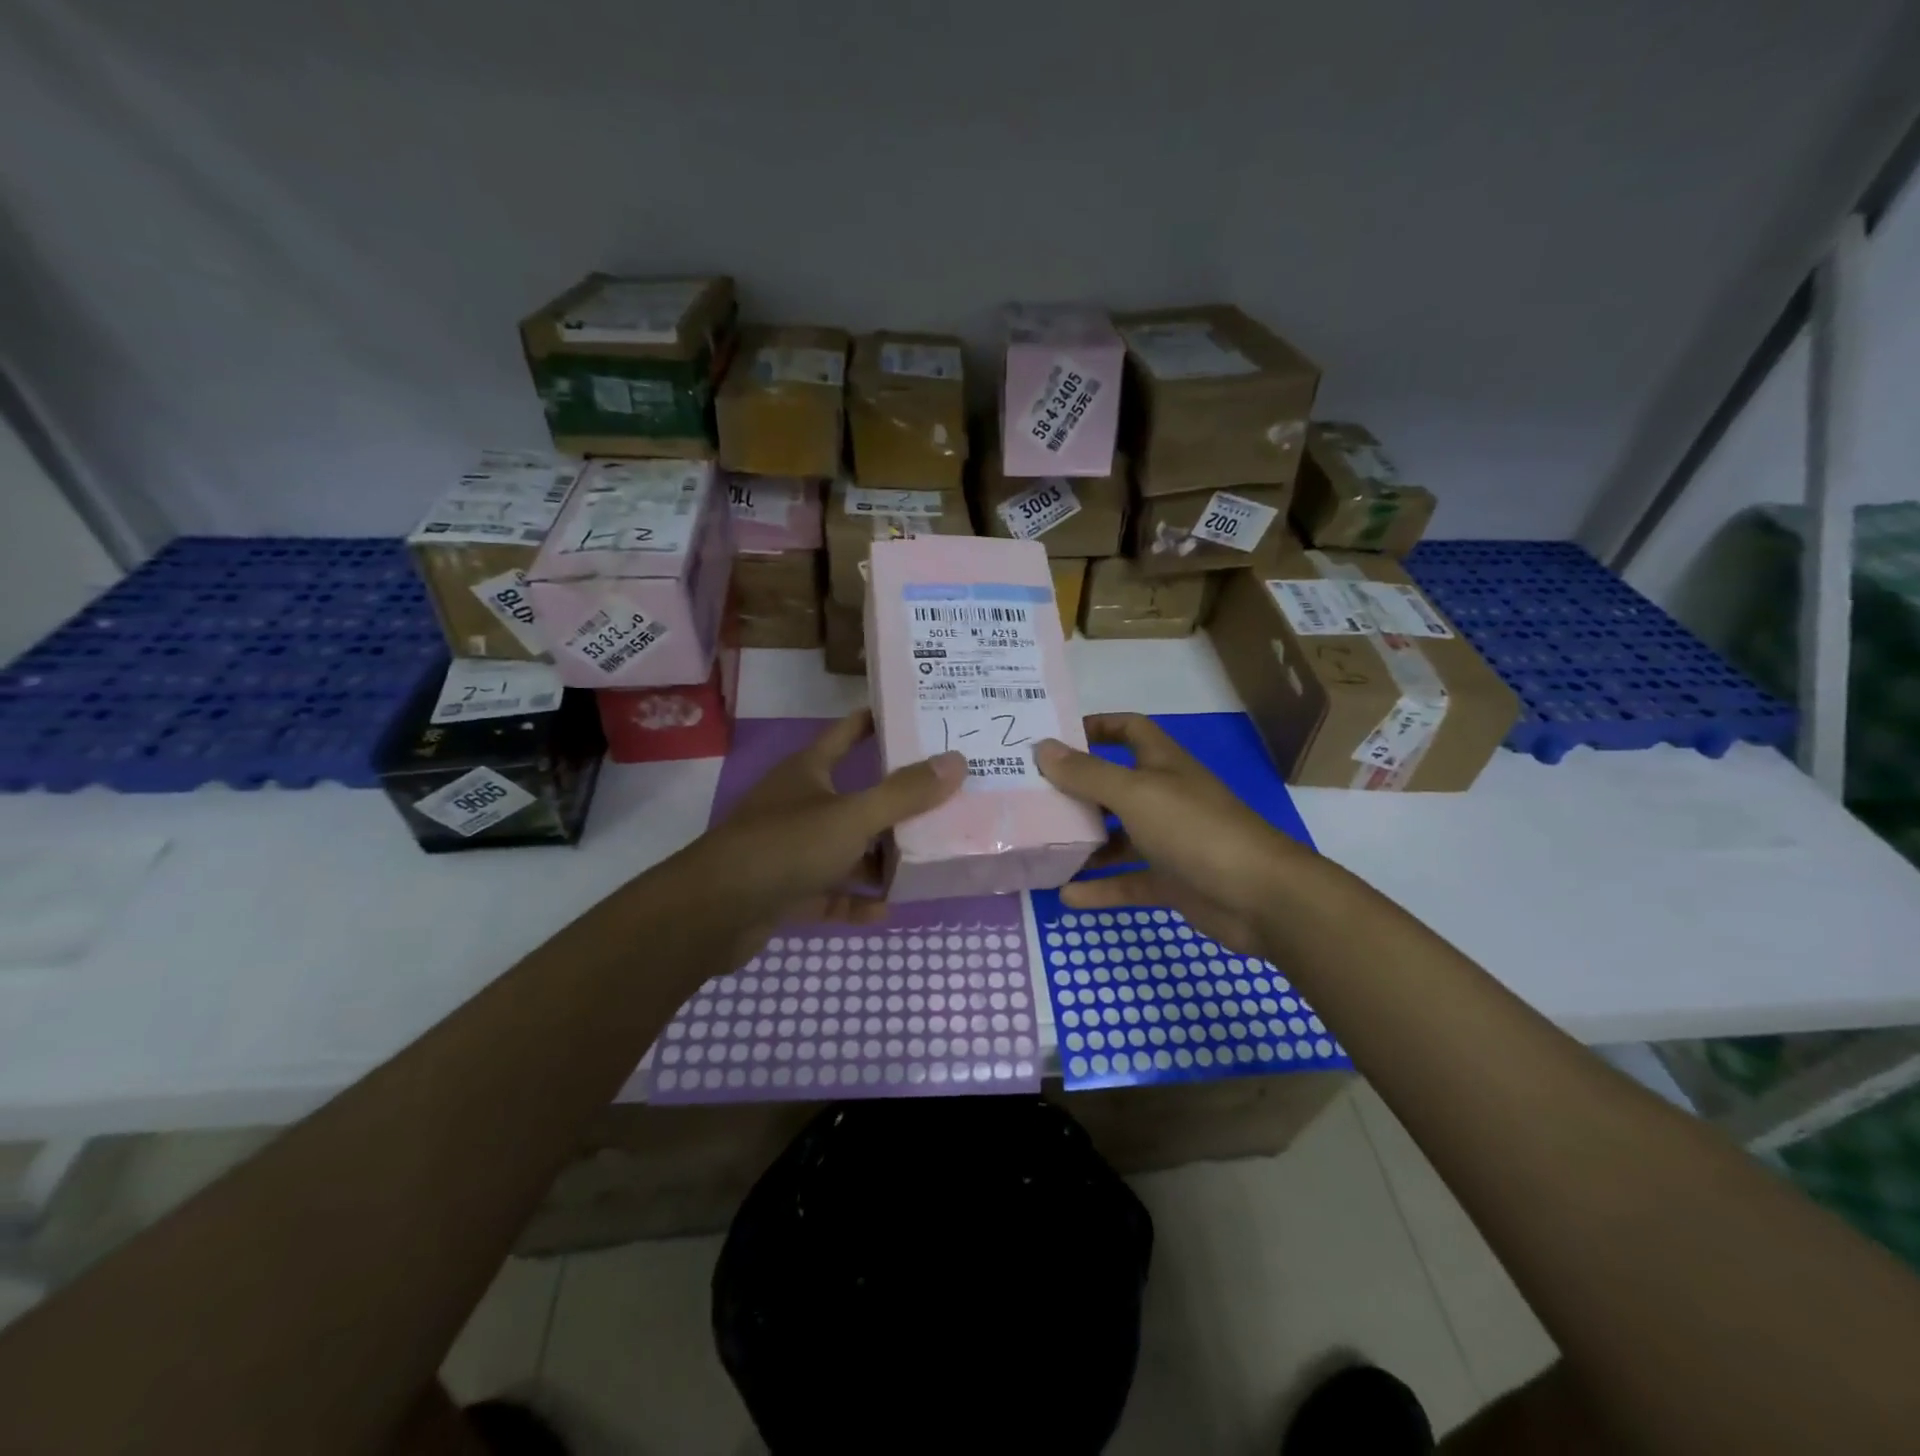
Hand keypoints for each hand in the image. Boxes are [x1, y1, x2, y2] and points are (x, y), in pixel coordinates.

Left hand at [677, 710, 964, 963]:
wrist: (713, 913)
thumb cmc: (786, 846)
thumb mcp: (853, 816)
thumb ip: (904, 793)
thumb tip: (956, 760)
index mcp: (809, 771)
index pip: (848, 732)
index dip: (878, 722)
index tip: (918, 717)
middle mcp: (799, 804)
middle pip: (855, 796)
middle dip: (895, 802)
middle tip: (944, 799)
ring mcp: (790, 849)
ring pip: (845, 848)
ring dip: (878, 858)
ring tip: (924, 861)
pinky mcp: (785, 889)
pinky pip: (830, 891)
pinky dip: (855, 899)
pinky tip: (886, 909)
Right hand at [1034, 713, 1316, 956]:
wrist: (1260, 897)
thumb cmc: (1195, 830)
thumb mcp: (1135, 794)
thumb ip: (1087, 773)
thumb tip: (1041, 747)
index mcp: (1162, 765)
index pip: (1128, 730)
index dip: (1096, 726)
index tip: (1055, 737)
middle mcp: (1165, 797)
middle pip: (1115, 785)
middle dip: (1077, 790)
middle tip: (1031, 796)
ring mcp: (1169, 841)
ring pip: (1118, 837)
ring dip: (1084, 842)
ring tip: (1041, 846)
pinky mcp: (1171, 881)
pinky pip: (1127, 881)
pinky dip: (1100, 888)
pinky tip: (1066, 895)